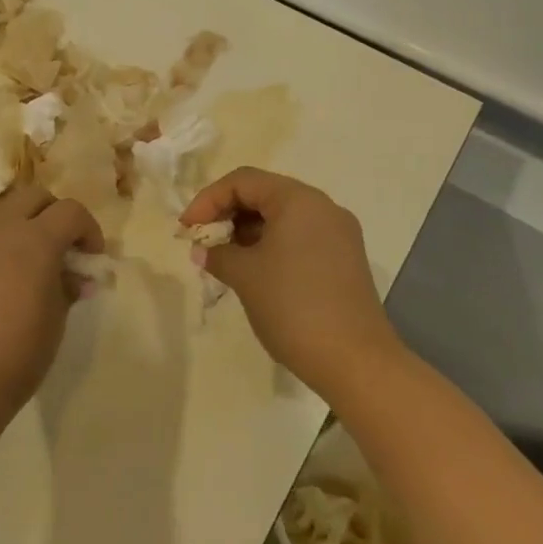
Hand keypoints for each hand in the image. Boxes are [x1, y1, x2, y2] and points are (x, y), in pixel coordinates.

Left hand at [0, 183, 103, 432]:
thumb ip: (68, 287)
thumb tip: (75, 276)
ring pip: (8, 209)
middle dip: (57, 214)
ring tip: (36, 261)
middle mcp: (3, 229)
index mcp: (35, 239)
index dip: (89, 230)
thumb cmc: (17, 353)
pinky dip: (5, 240)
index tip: (93, 259)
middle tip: (66, 250)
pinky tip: (9, 276)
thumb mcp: (56, 320)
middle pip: (36, 196)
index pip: (71, 211)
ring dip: (28, 223)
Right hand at [180, 167, 403, 406]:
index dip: (208, 200)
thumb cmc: (293, 307)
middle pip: (264, 194)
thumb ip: (218, 254)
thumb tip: (203, 250)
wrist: (356, 362)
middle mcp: (322, 207)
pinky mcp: (344, 259)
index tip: (187, 228)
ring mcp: (338, 233)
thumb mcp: (245, 276)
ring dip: (249, 231)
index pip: (243, 181)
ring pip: (282, 217)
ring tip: (225, 258)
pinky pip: (300, 237)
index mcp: (298, 199)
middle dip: (228, 214)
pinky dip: (272, 245)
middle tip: (203, 241)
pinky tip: (255, 270)